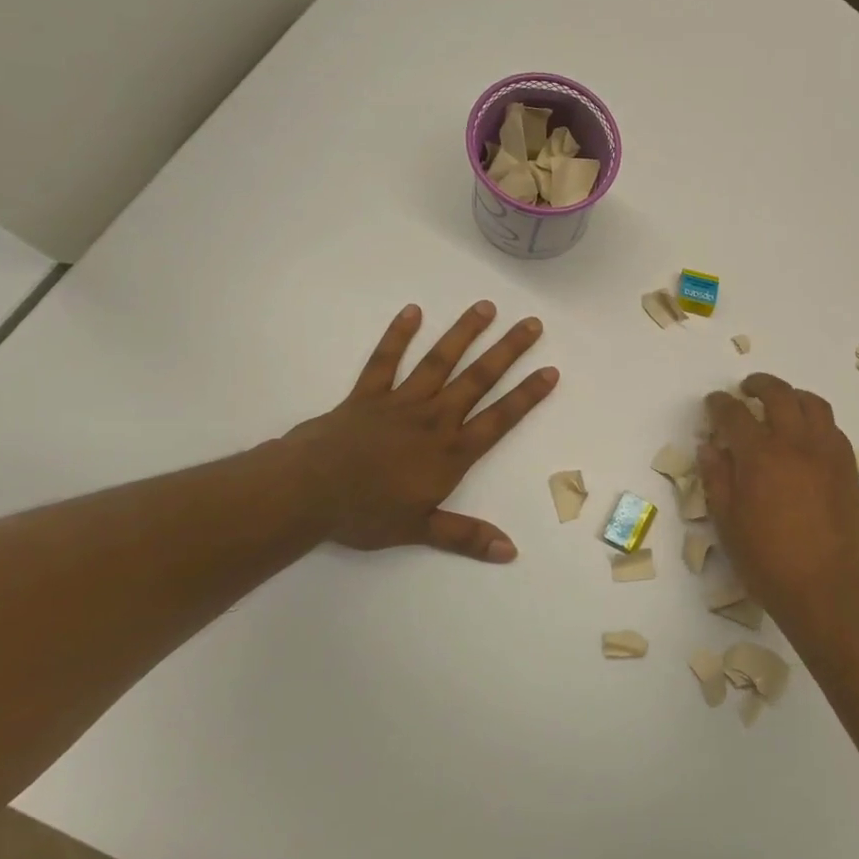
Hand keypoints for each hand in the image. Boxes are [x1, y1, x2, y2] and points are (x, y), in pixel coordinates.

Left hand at [288, 301, 557, 561]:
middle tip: (532, 324)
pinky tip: (412, 311)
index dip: (527, 395)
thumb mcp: (420, 530)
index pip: (499, 419)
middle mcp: (434, 419)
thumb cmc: (366, 513)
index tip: (550, 370)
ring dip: (464, 333)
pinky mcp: (367, 395)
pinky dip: (398, 336)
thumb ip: (466, 536)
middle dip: (508, 351)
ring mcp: (400, 402)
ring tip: (486, 307)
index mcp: (450, 452)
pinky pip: (385, 360)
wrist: (307, 492)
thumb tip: (510, 551)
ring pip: (439, 361)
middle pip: (478, 379)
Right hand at [699, 374, 858, 635]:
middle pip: (778, 394)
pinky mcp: (848, 467)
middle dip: (759, 384)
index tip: (713, 403)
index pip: (734, 414)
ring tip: (780, 403)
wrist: (827, 589)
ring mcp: (827, 453)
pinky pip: (833, 428)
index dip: (719, 404)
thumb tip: (710, 447)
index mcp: (760, 456)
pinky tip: (806, 436)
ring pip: (813, 404)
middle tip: (747, 389)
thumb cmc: (768, 562)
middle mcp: (795, 444)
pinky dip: (815, 420)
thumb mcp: (728, 524)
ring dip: (792, 395)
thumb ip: (717, 479)